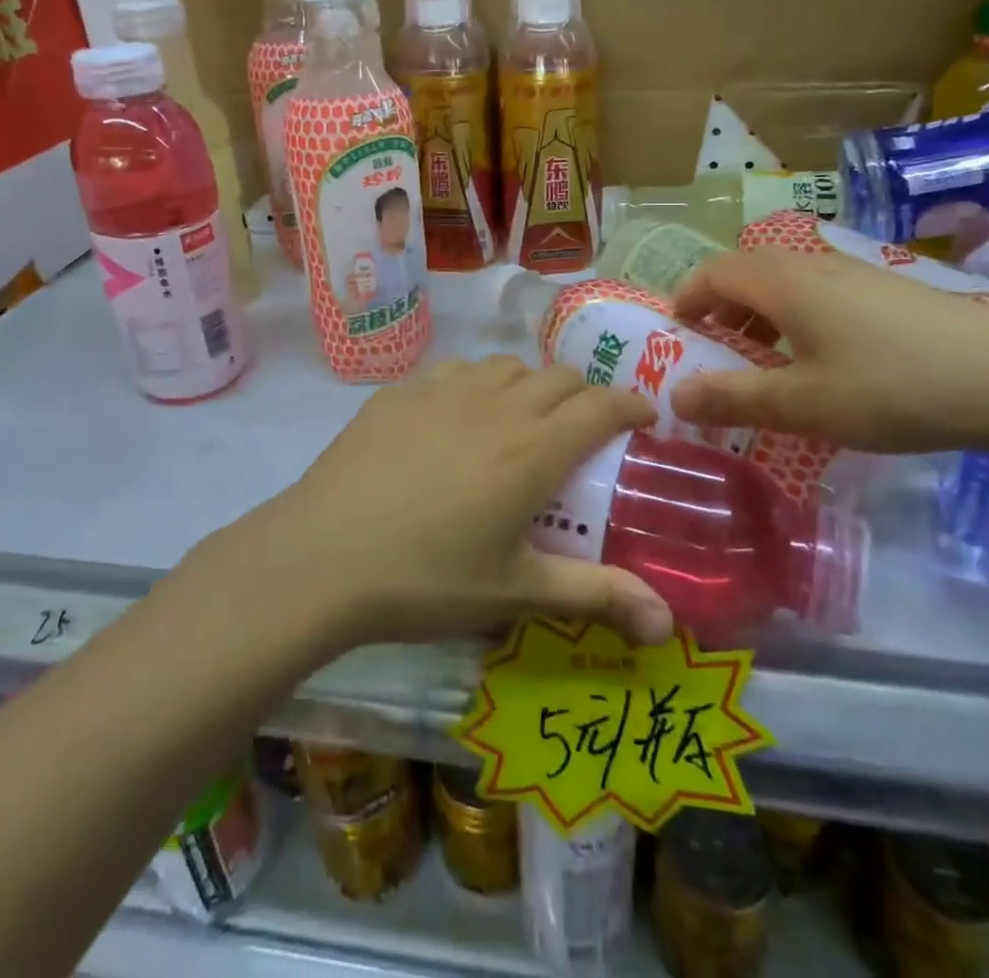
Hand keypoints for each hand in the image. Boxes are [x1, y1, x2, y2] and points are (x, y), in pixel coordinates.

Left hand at [204, 357, 671, 650]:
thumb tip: (667, 624)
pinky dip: (474, 386)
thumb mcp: (516, 591)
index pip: (601, 405)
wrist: (321, 558)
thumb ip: (595, 596)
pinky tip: (455, 420)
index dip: (631, 405)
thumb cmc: (426, 579)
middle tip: (583, 432)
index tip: (644, 418)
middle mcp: (495, 404)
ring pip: (505, 366)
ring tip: (520, 421)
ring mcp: (442, 391)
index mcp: (533, 447)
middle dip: (584, 395)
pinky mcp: (399, 393)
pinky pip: (454, 372)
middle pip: (558, 376)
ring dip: (528, 385)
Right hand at [668, 248, 988, 452]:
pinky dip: (795, 318)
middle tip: (714, 354)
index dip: (685, 299)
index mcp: (782, 282)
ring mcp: (854, 272)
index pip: (712, 273)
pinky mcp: (887, 290)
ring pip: (784, 281)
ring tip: (764, 362)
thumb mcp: (802, 404)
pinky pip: (818, 292)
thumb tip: (673, 397)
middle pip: (745, 272)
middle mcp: (812, 264)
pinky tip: (822, 361)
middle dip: (718, 308)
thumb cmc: (892, 387)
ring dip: (758, 314)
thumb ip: (733, 398)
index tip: (675, 336)